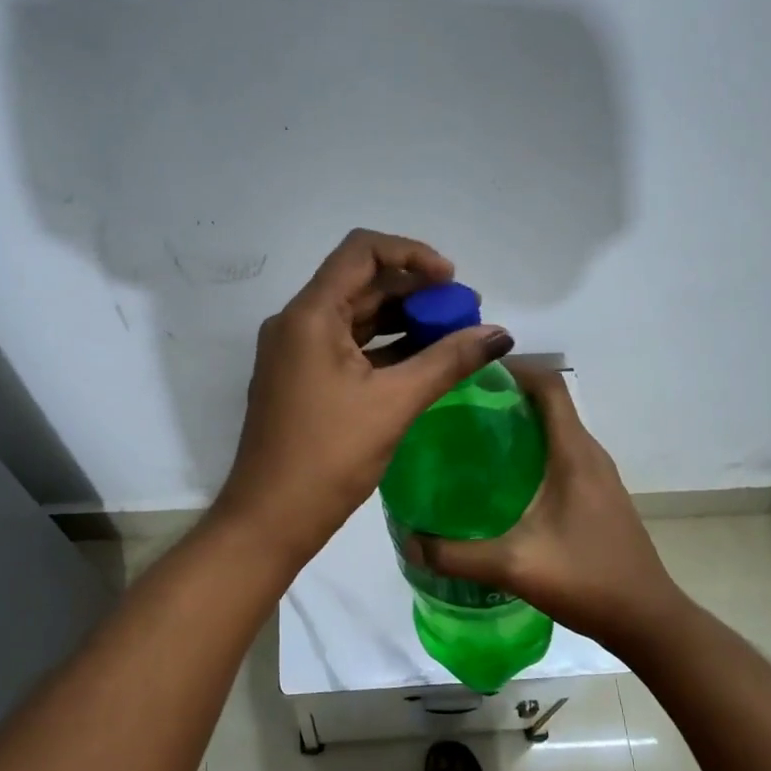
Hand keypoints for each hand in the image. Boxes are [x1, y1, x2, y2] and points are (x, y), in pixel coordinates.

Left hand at [212, 229, 513, 566]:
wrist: (269, 520)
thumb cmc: (328, 457)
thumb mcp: (395, 404)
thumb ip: (448, 361)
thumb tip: (500, 333)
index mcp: (310, 315)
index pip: (362, 251)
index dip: (412, 254)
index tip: (452, 282)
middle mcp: (297, 323)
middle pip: (361, 283)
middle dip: (414, 292)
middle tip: (462, 314)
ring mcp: (295, 352)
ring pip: (355, 316)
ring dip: (402, 320)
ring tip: (451, 337)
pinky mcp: (301, 378)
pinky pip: (347, 346)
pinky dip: (384, 347)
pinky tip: (422, 362)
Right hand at [414, 360, 681, 650]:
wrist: (647, 621)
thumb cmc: (588, 580)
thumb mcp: (514, 566)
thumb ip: (456, 555)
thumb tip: (408, 542)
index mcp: (574, 453)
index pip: (548, 385)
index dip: (513, 369)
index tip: (470, 373)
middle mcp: (588, 454)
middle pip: (549, 403)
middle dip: (505, 396)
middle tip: (456, 407)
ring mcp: (597, 475)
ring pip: (555, 430)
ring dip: (518, 424)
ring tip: (470, 438)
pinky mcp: (597, 495)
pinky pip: (561, 454)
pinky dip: (532, 450)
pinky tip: (500, 480)